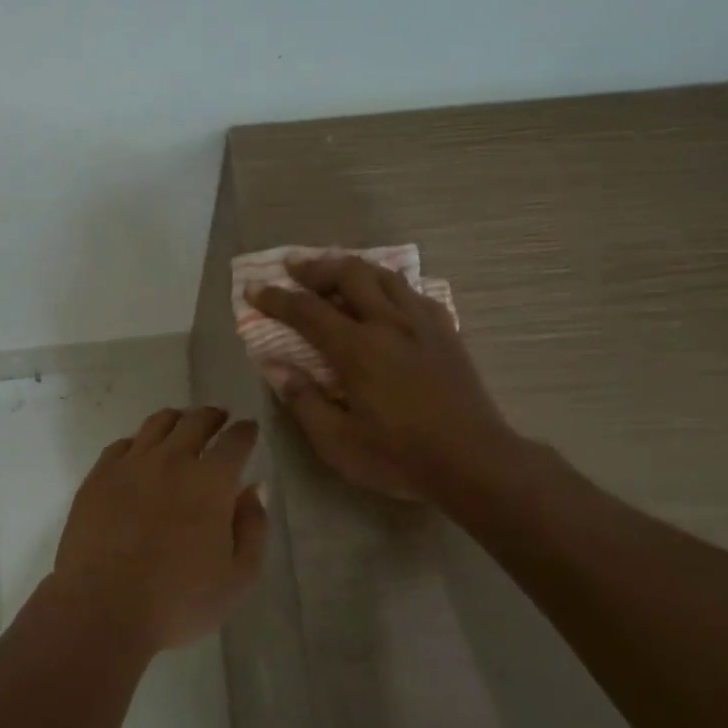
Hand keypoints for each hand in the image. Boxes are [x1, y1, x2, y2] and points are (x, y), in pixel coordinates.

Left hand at [51, 407, 266, 652]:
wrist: (102, 608)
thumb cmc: (178, 601)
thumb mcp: (237, 577)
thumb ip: (253, 528)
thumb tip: (255, 488)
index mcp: (211, 482)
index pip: (235, 440)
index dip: (245, 431)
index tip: (249, 428)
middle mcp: (172, 460)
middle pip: (195, 421)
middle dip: (212, 416)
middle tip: (218, 418)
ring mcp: (131, 464)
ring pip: (157, 424)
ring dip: (176, 420)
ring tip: (182, 424)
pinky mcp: (98, 476)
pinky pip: (122, 445)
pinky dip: (138, 442)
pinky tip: (140, 452)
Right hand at [248, 257, 525, 504]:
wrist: (474, 461)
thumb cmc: (399, 456)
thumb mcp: (337, 442)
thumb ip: (303, 401)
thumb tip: (277, 368)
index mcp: (357, 349)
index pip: (307, 310)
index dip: (276, 297)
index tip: (254, 288)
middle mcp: (388, 323)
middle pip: (349, 274)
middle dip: (315, 267)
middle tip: (293, 267)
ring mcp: (422, 323)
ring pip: (384, 275)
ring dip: (353, 267)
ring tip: (335, 271)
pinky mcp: (446, 332)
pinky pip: (414, 292)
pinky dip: (390, 286)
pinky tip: (386, 298)